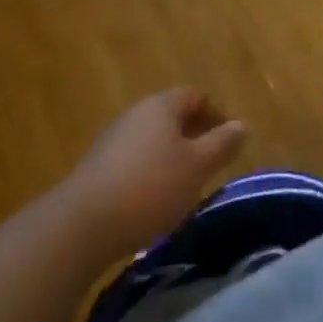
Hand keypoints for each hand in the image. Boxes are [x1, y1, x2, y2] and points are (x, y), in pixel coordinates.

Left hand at [61, 88, 247, 260]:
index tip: (228, 139)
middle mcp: (136, 114)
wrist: (80, 226)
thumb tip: (241, 125)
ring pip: (152, 140)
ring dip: (171, 156)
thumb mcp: (197, 167)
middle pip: (171, 115)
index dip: (215, 113)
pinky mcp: (96, 169)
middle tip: (210, 162)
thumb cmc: (150, 187)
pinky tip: (152, 202)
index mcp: (161, 106)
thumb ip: (222, 144)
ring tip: (185, 185)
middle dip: (193, 134)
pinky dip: (149, 173)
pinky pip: (133, 161)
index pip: (194, 95)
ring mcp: (112, 141)